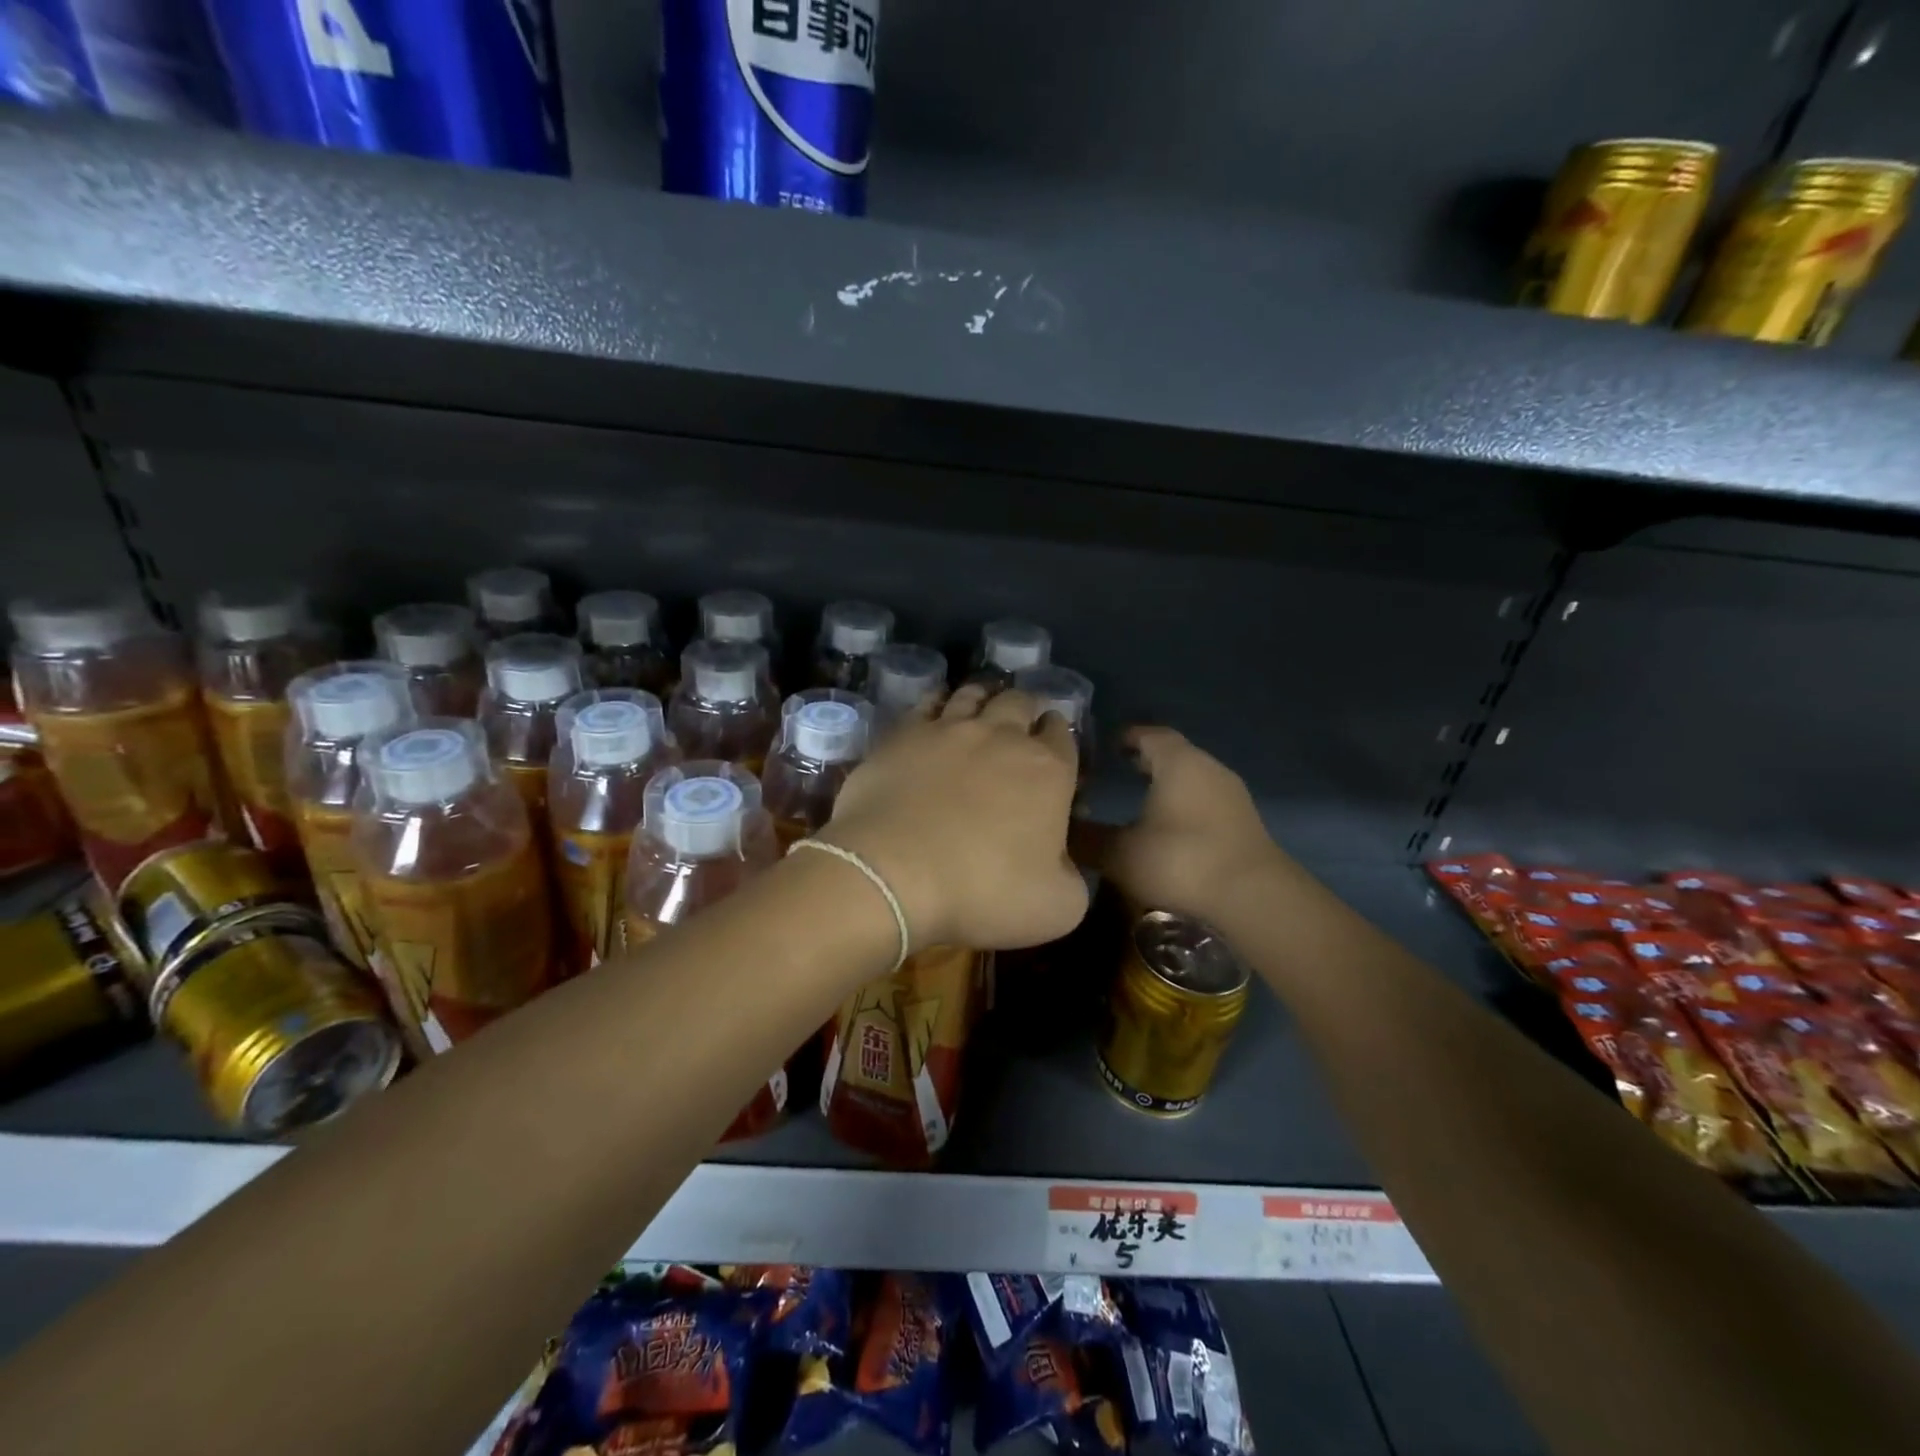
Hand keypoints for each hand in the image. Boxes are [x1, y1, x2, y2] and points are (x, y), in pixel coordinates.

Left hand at [819, 685, 1087, 951]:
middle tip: (1021, 723)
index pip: (1064, 736)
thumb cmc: (983, 891)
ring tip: (983, 705)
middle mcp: (1003, 736)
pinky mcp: (904, 734)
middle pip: (1021, 703)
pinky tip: (936, 711)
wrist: (894, 874)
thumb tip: (1063, 864)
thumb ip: (1072, 877)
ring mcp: (950, 729)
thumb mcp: (1058, 907)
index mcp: (1049, 771)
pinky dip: (938, 702)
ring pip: (974, 695)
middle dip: (1027, 709)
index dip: (1060, 736)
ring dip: (985, 697)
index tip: (1054, 745)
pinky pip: (926, 703)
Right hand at [1087, 727, 1288, 923]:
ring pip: (1193, 778)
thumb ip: (1088, 840)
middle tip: (1118, 769)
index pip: (1150, 734)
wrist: (1254, 897)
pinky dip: (1186, 806)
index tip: (1106, 745)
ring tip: (1141, 799)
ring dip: (1168, 784)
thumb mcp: (1122, 853)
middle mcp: (1208, 768)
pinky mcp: (1244, 823)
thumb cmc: (1182, 861)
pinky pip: (1207, 801)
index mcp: (1178, 762)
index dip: (1127, 736)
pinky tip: (1171, 828)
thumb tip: (1061, 831)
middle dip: (1146, 760)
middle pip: (1174, 754)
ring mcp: (1232, 796)